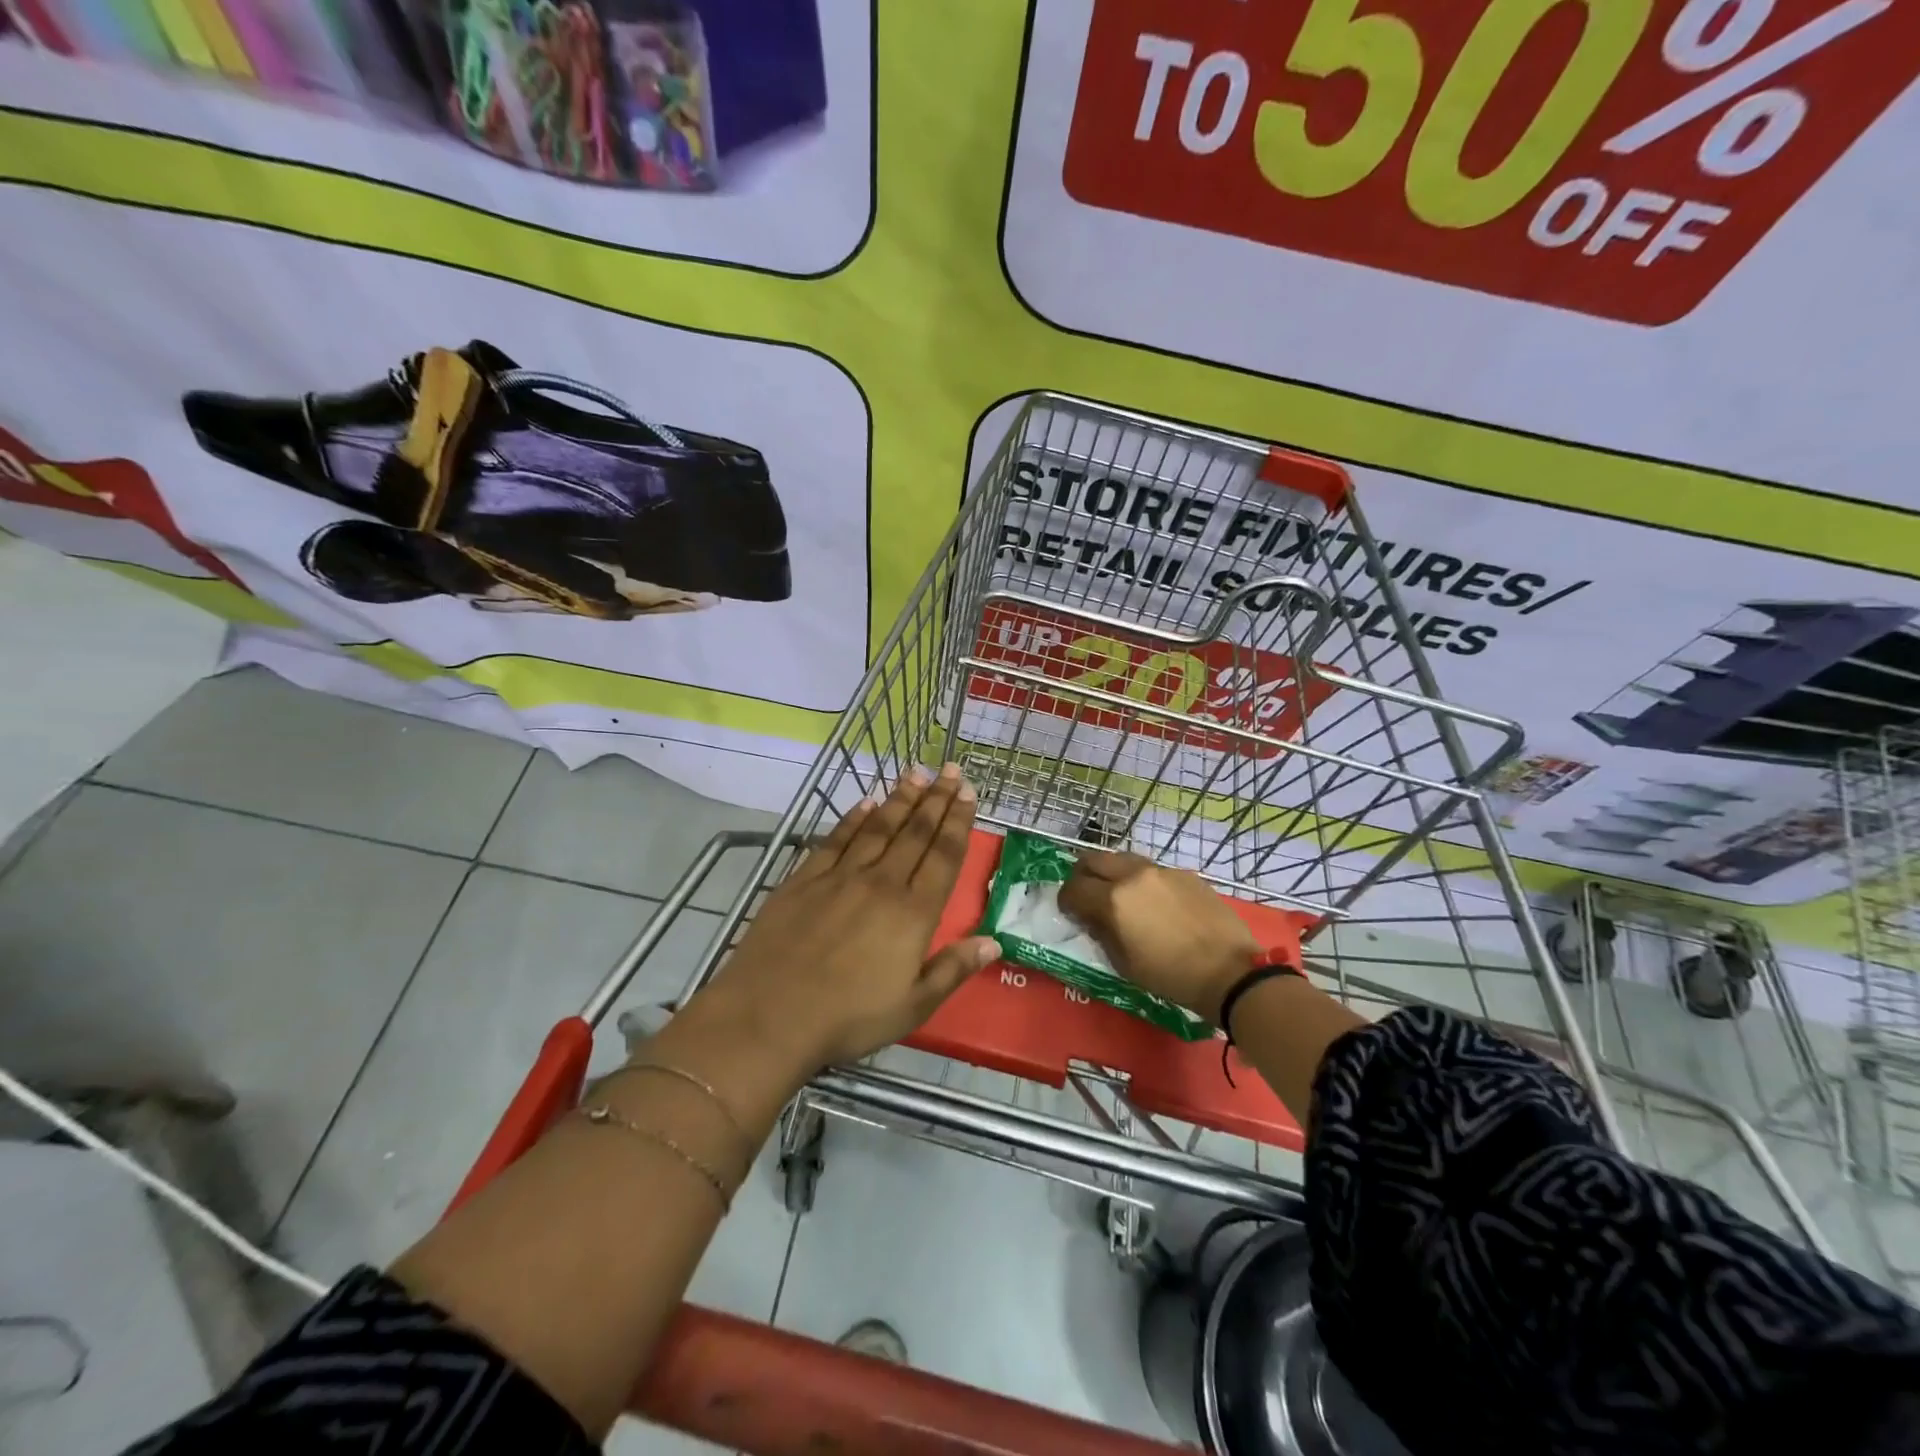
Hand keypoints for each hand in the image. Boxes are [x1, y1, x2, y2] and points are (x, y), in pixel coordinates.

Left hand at [703, 764, 998, 1069]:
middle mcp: (881, 883)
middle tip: (951, 770)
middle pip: (915, 832)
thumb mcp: (912, 1007)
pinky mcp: (804, 879)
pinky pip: (835, 840)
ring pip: (878, 828)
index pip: (943, 855)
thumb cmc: (848, 1018)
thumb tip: (993, 941)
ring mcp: (840, 877)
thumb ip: (953, 970)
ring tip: (916, 773)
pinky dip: (853, 818)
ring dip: (900, 799)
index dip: (958, 821)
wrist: (769, 1016)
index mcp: (913, 913)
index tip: (968, 792)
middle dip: (936, 798)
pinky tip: (865, 804)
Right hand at [1059, 850, 1257, 1022]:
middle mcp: (1133, 876)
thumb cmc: (1170, 975)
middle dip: (1083, 876)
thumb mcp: (1123, 963)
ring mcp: (1161, 871)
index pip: (1074, 888)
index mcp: (1113, 900)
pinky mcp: (1184, 874)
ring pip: (1123, 859)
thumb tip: (1092, 917)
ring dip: (1112, 873)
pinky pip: (1151, 870)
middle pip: (1093, 860)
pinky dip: (1141, 880)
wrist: (1229, 971)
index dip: (1065, 900)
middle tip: (1086, 894)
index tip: (1070, 912)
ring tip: (1119, 894)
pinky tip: (1153, 902)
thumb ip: (1101, 933)